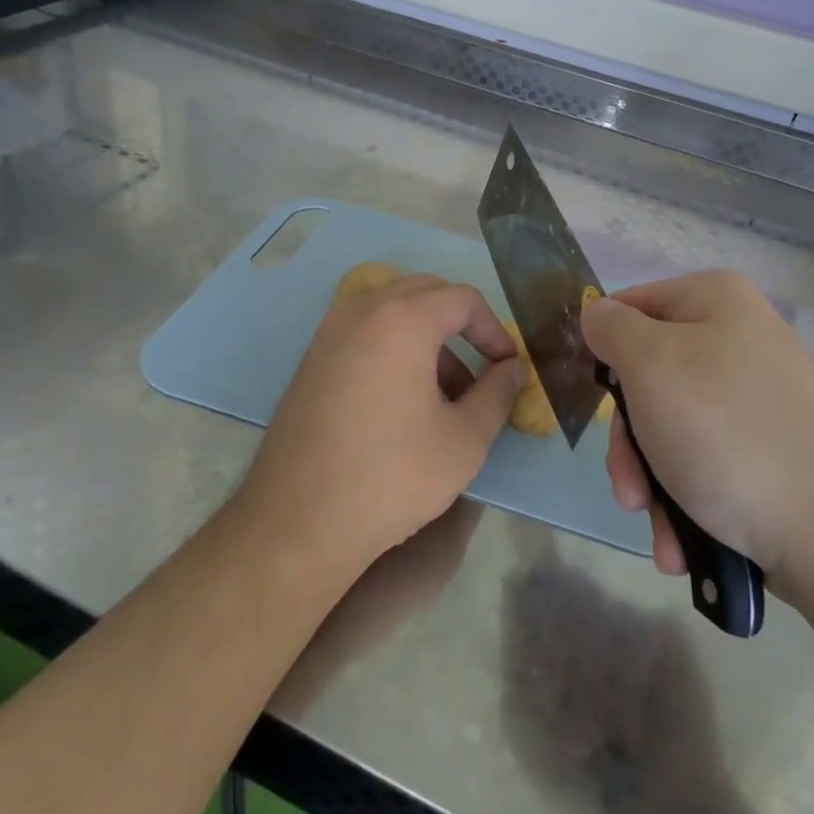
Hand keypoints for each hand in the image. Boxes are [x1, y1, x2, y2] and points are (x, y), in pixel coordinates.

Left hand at [238, 273, 525, 574]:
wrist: (299, 519)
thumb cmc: (393, 475)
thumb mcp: (465, 439)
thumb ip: (498, 393)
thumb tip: (513, 369)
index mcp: (403, 318)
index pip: (462, 299)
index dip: (495, 329)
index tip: (507, 367)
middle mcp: (362, 309)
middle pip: (425, 293)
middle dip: (461, 325)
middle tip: (481, 370)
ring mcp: (329, 332)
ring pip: (392, 310)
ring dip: (427, 336)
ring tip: (445, 392)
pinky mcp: (311, 358)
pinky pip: (364, 331)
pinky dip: (393, 346)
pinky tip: (402, 399)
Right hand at [581, 270, 813, 595]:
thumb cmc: (723, 433)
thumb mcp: (649, 366)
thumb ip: (612, 328)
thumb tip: (596, 312)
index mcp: (716, 300)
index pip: (630, 308)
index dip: (604, 353)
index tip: (596, 405)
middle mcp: (741, 338)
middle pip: (649, 378)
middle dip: (631, 444)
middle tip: (629, 492)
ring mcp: (761, 395)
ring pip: (673, 426)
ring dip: (653, 482)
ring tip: (660, 530)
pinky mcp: (774, 445)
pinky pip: (709, 457)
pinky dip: (688, 496)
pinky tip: (685, 539)